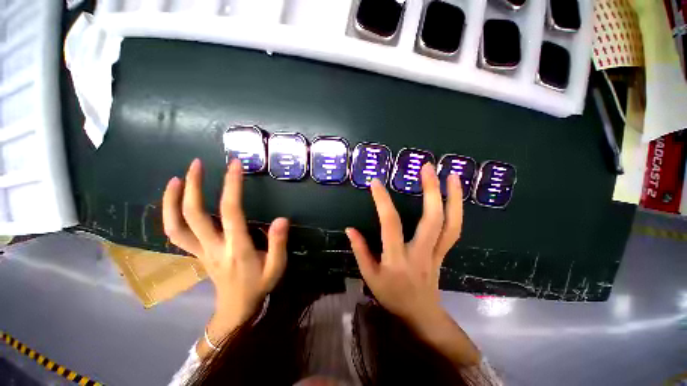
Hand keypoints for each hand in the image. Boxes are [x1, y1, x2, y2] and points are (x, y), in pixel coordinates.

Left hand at [163, 159, 288, 332]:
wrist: (236, 307)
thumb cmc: (259, 284)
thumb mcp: (277, 267)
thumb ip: (279, 243)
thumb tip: (282, 219)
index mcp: (236, 248)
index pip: (231, 211)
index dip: (232, 186)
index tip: (234, 165)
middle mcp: (213, 247)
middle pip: (194, 215)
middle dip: (194, 186)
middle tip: (198, 163)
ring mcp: (199, 251)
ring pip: (176, 225)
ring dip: (172, 200)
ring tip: (178, 177)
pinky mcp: (195, 253)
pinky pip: (176, 233)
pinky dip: (170, 214)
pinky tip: (175, 200)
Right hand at [345, 164, 462, 328]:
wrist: (420, 313)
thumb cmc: (391, 295)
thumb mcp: (369, 277)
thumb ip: (360, 251)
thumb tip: (349, 229)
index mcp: (397, 259)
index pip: (390, 224)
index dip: (383, 201)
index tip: (376, 183)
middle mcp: (420, 253)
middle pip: (432, 220)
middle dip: (431, 191)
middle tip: (427, 167)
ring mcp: (436, 252)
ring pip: (450, 224)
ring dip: (453, 198)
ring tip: (452, 175)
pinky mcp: (444, 252)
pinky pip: (454, 230)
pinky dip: (457, 210)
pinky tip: (454, 195)